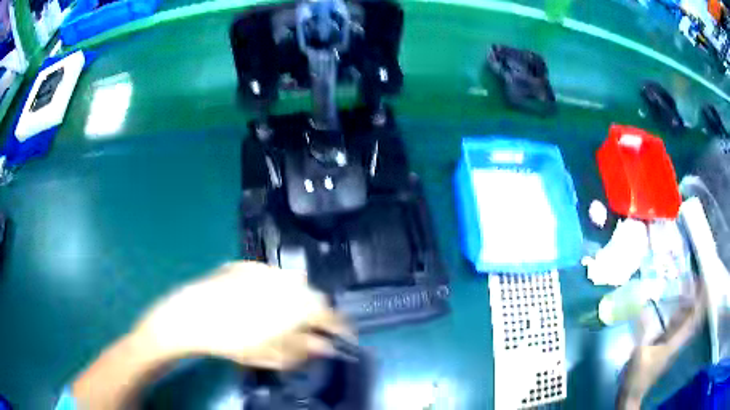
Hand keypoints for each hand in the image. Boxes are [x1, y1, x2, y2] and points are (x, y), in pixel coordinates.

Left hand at [134, 261, 349, 368]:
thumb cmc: (232, 341)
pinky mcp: (248, 264)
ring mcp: (266, 269)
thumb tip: (324, 346)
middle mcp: (286, 281)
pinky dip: (273, 290)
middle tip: (304, 331)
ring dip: (293, 300)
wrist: (191, 316)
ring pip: (291, 283)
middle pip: (311, 296)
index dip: (339, 326)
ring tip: (279, 318)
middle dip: (313, 314)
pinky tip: (257, 303)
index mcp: (296, 304)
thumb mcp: (270, 355)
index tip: (341, 336)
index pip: (330, 313)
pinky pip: (271, 276)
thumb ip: (303, 350)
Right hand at [617, 282, 706, 408]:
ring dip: (688, 305)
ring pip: (685, 322)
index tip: (700, 280)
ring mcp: (672, 346)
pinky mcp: (665, 348)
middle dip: (695, 298)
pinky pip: (677, 327)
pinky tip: (676, 308)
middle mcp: (677, 342)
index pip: (692, 318)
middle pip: (691, 317)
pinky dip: (679, 315)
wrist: (632, 395)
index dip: (698, 299)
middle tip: (694, 279)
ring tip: (687, 288)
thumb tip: (644, 307)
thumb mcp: (639, 353)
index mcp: (674, 343)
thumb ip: (643, 330)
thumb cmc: (637, 375)